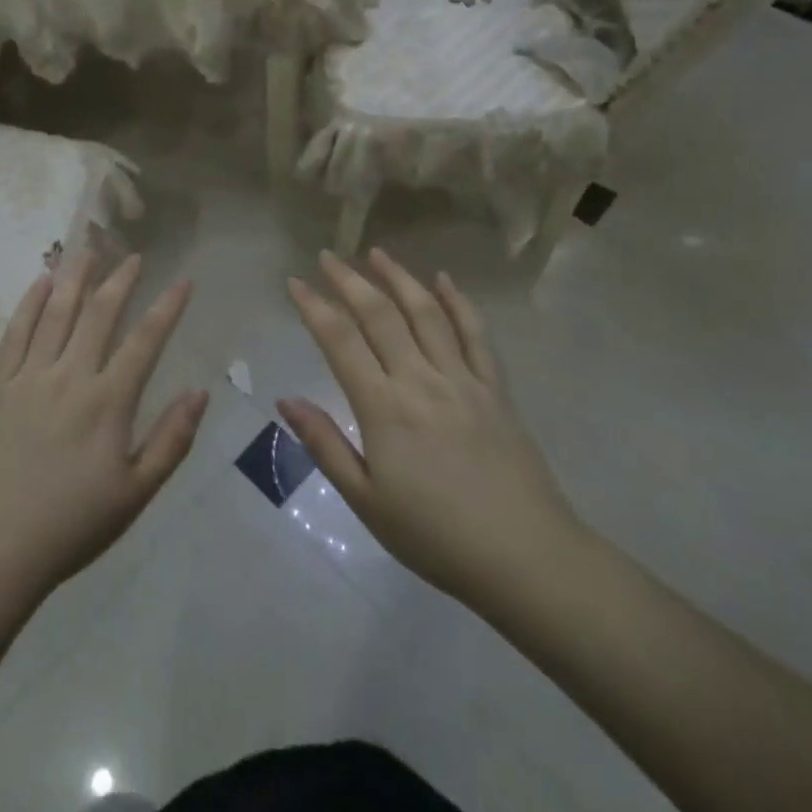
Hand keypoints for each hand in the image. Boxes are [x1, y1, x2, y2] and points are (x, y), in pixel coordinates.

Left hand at [0, 252, 208, 604]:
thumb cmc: (70, 526)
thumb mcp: (135, 494)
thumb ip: (171, 440)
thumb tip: (200, 393)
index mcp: (107, 402)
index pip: (145, 341)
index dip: (167, 308)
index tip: (183, 280)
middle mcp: (69, 377)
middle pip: (99, 315)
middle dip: (120, 280)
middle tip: (133, 255)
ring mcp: (28, 377)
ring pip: (55, 313)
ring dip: (74, 278)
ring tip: (87, 250)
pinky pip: (14, 333)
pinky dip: (28, 303)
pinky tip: (39, 283)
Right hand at [281, 250, 579, 605]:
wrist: (525, 558)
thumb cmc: (435, 537)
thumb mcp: (366, 502)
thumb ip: (325, 446)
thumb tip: (285, 400)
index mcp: (384, 408)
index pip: (340, 342)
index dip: (314, 307)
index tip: (295, 282)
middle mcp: (420, 380)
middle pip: (380, 315)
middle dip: (350, 280)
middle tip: (328, 255)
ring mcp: (462, 380)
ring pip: (427, 314)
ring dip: (400, 278)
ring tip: (377, 253)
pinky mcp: (495, 389)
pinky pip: (476, 335)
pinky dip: (459, 302)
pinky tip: (444, 281)